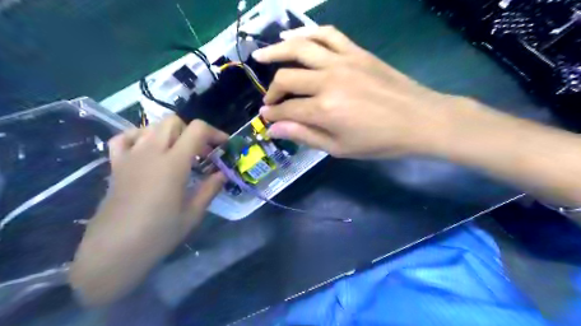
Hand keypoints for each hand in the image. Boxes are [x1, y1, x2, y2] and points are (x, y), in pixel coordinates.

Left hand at [70, 116, 226, 305]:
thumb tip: (222, 174)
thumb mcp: (193, 213)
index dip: (215, 133)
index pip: (197, 129)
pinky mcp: (116, 165)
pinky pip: (125, 138)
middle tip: (202, 152)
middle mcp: (151, 152)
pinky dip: (140, 137)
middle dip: (193, 132)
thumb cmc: (159, 234)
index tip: (223, 146)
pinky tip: (149, 151)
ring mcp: (130, 156)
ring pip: (152, 126)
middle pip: (174, 122)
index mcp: (173, 164)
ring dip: (171, 134)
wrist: (114, 251)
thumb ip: (210, 188)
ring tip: (179, 152)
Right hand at [255, 26, 463, 158]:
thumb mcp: (338, 148)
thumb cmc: (379, 141)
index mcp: (324, 110)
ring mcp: (342, 61)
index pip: (286, 110)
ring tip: (261, 56)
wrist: (419, 120)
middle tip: (269, 101)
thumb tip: (274, 129)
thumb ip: (304, 136)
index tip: (265, 118)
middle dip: (272, 92)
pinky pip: (327, 34)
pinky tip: (294, 36)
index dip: (272, 115)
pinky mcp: (356, 51)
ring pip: (300, 48)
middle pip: (287, 78)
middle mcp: (328, 80)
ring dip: (276, 51)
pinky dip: (307, 32)